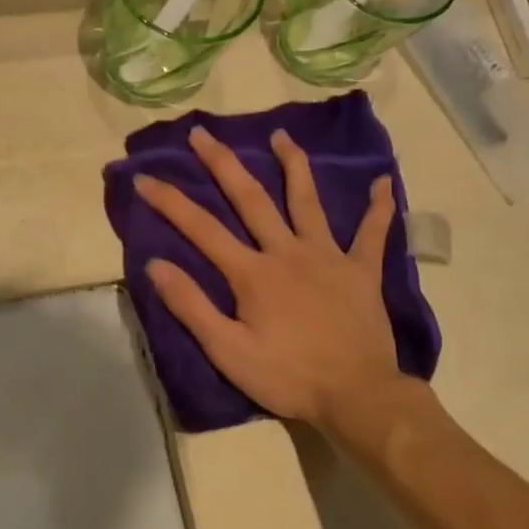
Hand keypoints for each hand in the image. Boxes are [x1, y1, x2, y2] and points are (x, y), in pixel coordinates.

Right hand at [134, 125, 432, 437]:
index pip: (201, 229)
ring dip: (293, 165)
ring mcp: (328, 257)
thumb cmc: (287, 376)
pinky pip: (372, 234)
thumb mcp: (227, 350)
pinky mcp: (362, 272)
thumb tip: (156, 265)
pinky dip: (379, 208)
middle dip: (223, 163)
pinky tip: (383, 183)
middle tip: (202, 133)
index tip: (145, 177)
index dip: (170, 202)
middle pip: (251, 199)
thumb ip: (191, 306)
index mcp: (252, 273)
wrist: (357, 395)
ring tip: (282, 134)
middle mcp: (287, 252)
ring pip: (307, 201)